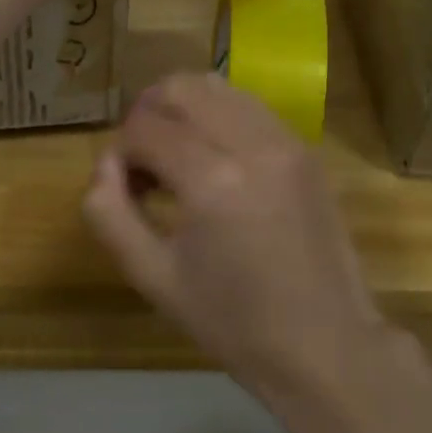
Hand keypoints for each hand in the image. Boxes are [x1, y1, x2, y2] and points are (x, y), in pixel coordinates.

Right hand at [82, 73, 410, 432]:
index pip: (144, 127)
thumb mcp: (154, 278)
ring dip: (185, 110)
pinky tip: (217, 161)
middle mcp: (252, 144)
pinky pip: (250, 107)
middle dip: (149, 114)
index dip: (121, 151)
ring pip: (217, 87)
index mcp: (212, 180)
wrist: (326, 346)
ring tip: (178, 156)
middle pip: (181, 87)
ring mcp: (286, 141)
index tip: (125, 187)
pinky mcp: (305, 149)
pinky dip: (220, 117)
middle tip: (144, 161)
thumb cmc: (233, 323)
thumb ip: (111, 214)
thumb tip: (105, 165)